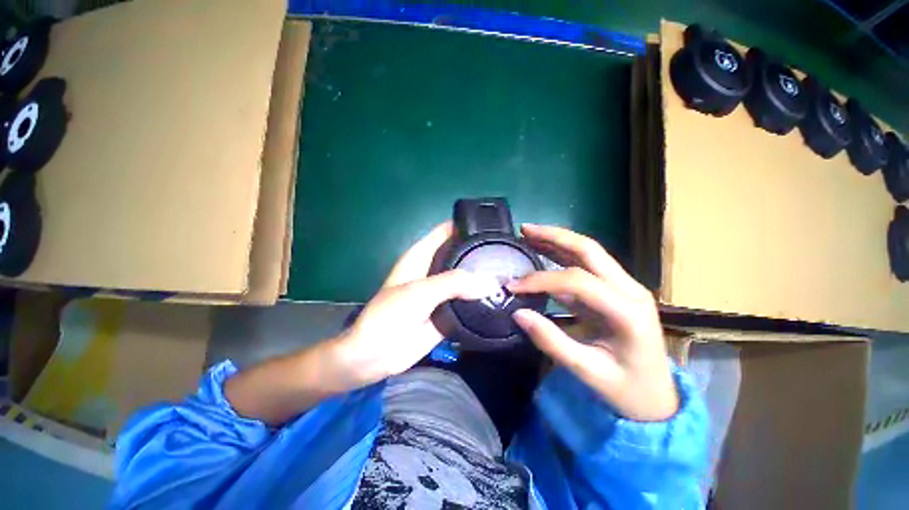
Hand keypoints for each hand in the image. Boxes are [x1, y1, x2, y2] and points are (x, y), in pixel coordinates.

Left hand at [328, 222, 500, 387]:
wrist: (376, 354)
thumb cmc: (391, 314)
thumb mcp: (422, 291)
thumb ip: (456, 283)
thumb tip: (491, 282)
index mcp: (422, 255)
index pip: (446, 232)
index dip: (465, 225)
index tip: (491, 225)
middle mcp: (434, 270)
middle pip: (460, 254)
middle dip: (481, 252)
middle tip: (509, 252)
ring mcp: (442, 292)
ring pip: (467, 279)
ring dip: (484, 278)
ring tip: (511, 273)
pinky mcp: (448, 312)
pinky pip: (468, 302)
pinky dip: (482, 300)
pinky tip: (502, 297)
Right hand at [507, 224, 677, 421]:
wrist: (657, 400)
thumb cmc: (627, 391)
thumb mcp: (588, 372)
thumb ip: (552, 342)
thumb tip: (518, 314)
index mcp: (628, 311)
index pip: (578, 280)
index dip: (541, 280)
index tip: (513, 286)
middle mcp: (630, 290)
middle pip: (590, 250)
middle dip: (555, 237)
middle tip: (524, 230)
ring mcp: (624, 288)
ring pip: (589, 253)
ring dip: (557, 241)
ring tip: (529, 234)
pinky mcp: (614, 292)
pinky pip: (586, 268)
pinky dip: (561, 257)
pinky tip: (543, 252)